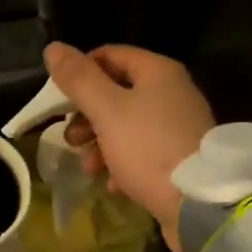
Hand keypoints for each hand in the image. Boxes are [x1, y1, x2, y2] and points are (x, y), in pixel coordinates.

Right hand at [42, 42, 214, 251]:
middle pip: (116, 93)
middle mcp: (172, 92)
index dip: (80, 73)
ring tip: (90, 168)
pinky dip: (122, 164)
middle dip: (87, 117)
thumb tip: (53, 48)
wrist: (198, 203)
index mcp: (157, 72)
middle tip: (72, 140)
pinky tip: (113, 184)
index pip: (109, 55)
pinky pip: (142, 153)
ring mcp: (177, 127)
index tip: (60, 102)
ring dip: (100, 145)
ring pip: (125, 126)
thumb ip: (79, 80)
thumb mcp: (107, 111)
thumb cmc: (148, 149)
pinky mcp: (179, 158)